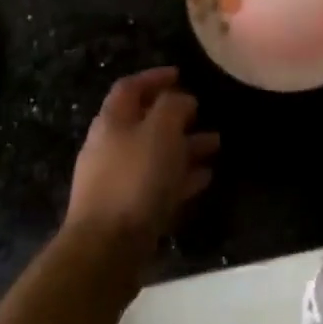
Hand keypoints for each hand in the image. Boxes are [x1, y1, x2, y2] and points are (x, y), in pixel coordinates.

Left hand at [65, 68, 218, 264]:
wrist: (107, 249)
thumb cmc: (135, 179)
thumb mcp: (161, 131)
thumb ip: (173, 107)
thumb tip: (182, 100)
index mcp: (112, 121)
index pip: (130, 87)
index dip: (154, 77)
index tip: (181, 74)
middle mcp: (110, 147)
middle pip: (144, 121)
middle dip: (176, 115)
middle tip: (203, 112)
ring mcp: (117, 180)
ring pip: (155, 153)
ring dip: (185, 146)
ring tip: (216, 144)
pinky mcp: (127, 211)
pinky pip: (158, 184)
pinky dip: (181, 176)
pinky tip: (204, 178)